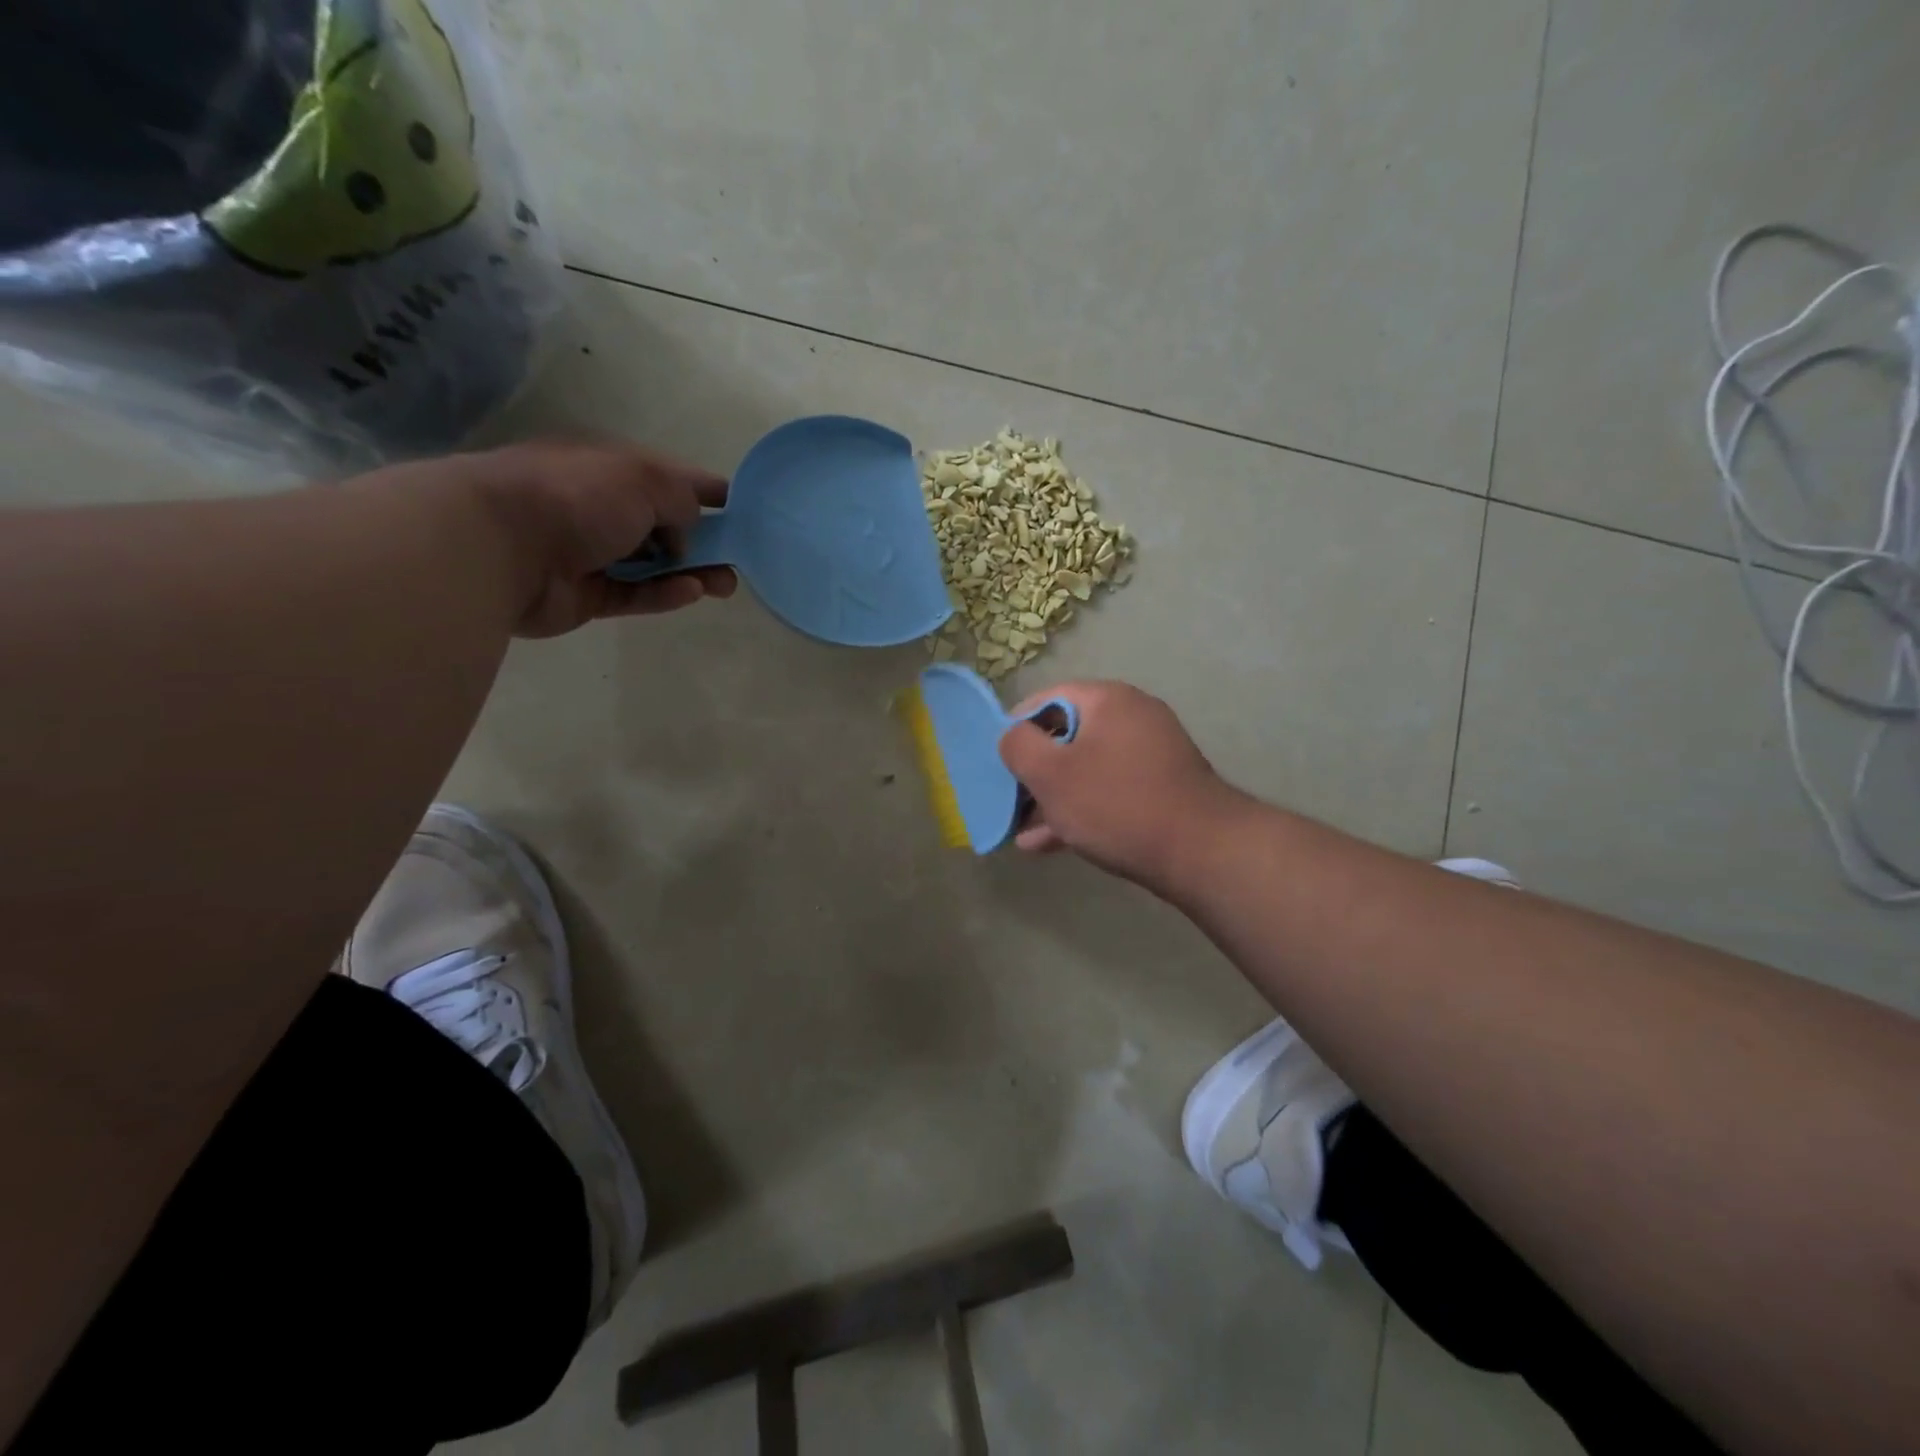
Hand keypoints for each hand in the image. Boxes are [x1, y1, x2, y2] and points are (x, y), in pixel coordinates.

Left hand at [397, 439, 737, 637]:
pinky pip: (636, 594)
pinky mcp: (587, 595)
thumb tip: (688, 530)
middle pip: (664, 526)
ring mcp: (592, 554)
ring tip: (726, 585)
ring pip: (654, 565)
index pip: (668, 478)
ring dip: (692, 572)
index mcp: (609, 468)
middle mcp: (600, 508)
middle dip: (704, 541)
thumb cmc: (576, 496)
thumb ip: (682, 499)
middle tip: (737, 559)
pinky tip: (690, 592)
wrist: (500, 545)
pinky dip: (664, 593)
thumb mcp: (644, 478)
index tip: (741, 508)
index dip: (706, 491)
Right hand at [998, 679, 1239, 889]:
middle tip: (1009, 798)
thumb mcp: (1050, 773)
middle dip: (1033, 771)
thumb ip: (1018, 746)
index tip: (997, 760)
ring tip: (1021, 831)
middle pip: (1066, 735)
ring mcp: (1150, 754)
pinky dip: (1080, 810)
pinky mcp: (1160, 788)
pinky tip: (1049, 844)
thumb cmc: (1115, 803)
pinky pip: (1108, 790)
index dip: (1015, 727)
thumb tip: (1013, 736)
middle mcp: (1133, 717)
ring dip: (1051, 798)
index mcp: (1107, 700)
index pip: (1047, 698)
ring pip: (1085, 769)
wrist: (1200, 851)